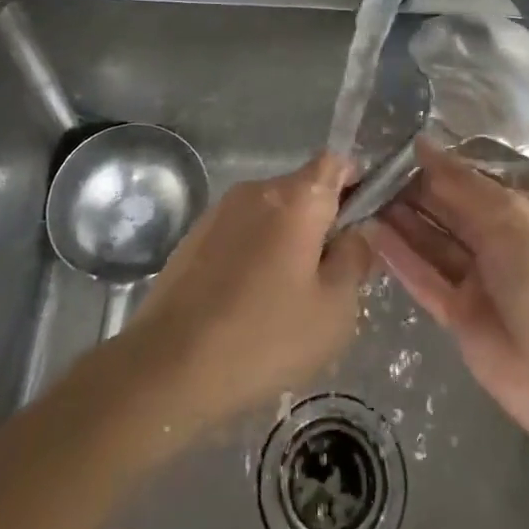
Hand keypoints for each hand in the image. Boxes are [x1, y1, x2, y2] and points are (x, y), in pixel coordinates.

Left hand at [127, 151, 373, 437]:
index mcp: (296, 197)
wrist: (167, 366)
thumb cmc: (263, 336)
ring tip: (286, 300)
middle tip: (328, 279)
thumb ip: (355, 260)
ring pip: (272, 214)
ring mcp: (221, 210)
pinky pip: (242, 233)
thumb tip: (357, 232)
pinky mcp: (195, 236)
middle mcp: (257, 190)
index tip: (361, 223)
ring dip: (287, 242)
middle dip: (322, 224)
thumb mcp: (334, 310)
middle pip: (304, 190)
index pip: (337, 162)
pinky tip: (249, 304)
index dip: (356, 183)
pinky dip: (255, 255)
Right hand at [365, 149, 528, 441]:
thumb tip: (422, 144)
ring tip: (360, 198)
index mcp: (524, 211)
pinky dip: (400, 258)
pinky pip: (425, 277)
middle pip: (448, 209)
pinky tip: (370, 234)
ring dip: (400, 221)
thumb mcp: (511, 219)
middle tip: (366, 174)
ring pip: (433, 242)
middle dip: (411, 192)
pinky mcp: (459, 314)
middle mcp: (500, 240)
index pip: (470, 181)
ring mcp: (479, 279)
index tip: (392, 152)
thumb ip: (462, 183)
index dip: (433, 167)